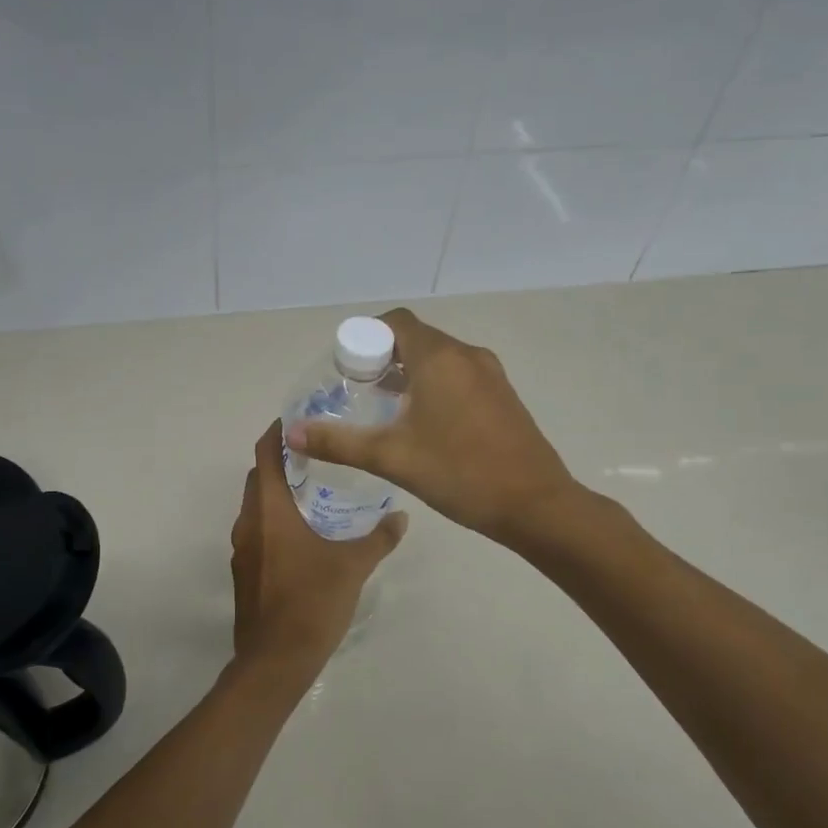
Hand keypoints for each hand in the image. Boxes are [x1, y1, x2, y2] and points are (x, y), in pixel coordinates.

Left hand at [230, 421, 406, 685]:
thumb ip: (378, 538)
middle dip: (284, 461)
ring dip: (279, 492)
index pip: (265, 453)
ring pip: (257, 506)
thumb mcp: (353, 566)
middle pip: (259, 476)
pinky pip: (258, 531)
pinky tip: (306, 533)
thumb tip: (400, 517)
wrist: (275, 661)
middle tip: (321, 453)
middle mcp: (248, 523)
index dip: (278, 432)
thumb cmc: (312, 603)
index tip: (301, 419)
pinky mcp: (245, 572)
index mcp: (268, 510)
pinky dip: (277, 520)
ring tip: (318, 489)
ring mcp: (242, 549)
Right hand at [285, 307, 575, 544]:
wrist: (536, 505)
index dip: (366, 337)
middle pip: (417, 338)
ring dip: (410, 373)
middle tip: (359, 391)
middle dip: (384, 357)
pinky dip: (434, 385)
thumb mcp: (391, 458)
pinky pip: (460, 375)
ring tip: (385, 408)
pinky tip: (423, 424)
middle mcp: (467, 355)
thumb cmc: (459, 473)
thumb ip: (339, 443)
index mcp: (440, 358)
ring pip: (439, 358)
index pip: (396, 322)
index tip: (347, 368)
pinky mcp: (503, 396)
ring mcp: (491, 375)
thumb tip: (292, 434)